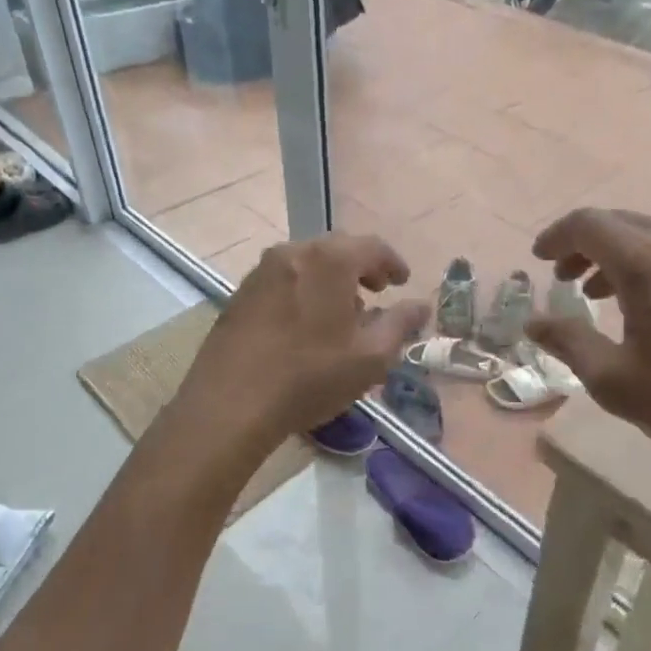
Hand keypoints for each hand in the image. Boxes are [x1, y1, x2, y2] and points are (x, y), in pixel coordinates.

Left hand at [176, 233, 429, 450]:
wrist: (229, 403)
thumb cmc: (309, 377)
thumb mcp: (370, 357)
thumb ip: (400, 324)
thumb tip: (421, 306)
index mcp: (329, 260)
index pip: (372, 247)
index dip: (392, 263)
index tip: (402, 282)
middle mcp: (294, 252)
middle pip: (337, 249)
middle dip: (361, 267)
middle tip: (376, 292)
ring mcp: (262, 271)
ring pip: (307, 262)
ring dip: (331, 279)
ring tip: (342, 312)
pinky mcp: (241, 293)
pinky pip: (284, 278)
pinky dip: (304, 288)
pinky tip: (307, 322)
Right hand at [525, 209, 650, 495]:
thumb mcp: (617, 382)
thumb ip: (570, 343)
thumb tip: (533, 321)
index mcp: (648, 265)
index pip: (590, 224)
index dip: (557, 235)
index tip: (539, 259)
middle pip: (624, 223)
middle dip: (586, 244)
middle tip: (564, 277)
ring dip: (621, 257)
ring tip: (602, 294)